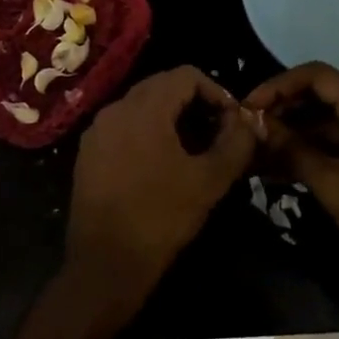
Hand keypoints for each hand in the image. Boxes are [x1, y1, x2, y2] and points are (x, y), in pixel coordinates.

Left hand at [63, 67, 257, 329]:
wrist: (105, 264)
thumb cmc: (161, 217)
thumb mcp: (209, 180)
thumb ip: (236, 142)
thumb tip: (250, 120)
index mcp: (144, 107)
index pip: (186, 74)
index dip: (216, 91)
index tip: (232, 121)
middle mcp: (115, 108)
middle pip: (162, 86)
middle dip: (194, 104)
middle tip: (217, 134)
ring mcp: (97, 131)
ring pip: (141, 107)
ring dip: (171, 118)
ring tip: (193, 151)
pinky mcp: (87, 154)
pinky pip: (123, 127)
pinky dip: (147, 133)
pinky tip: (161, 166)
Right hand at [244, 62, 338, 282]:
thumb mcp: (332, 183)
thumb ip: (292, 149)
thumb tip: (256, 124)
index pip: (318, 75)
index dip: (279, 85)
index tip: (249, 106)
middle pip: (321, 96)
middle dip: (283, 109)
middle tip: (250, 129)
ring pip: (326, 123)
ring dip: (293, 134)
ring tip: (258, 152)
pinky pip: (336, 145)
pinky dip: (309, 152)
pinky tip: (280, 172)